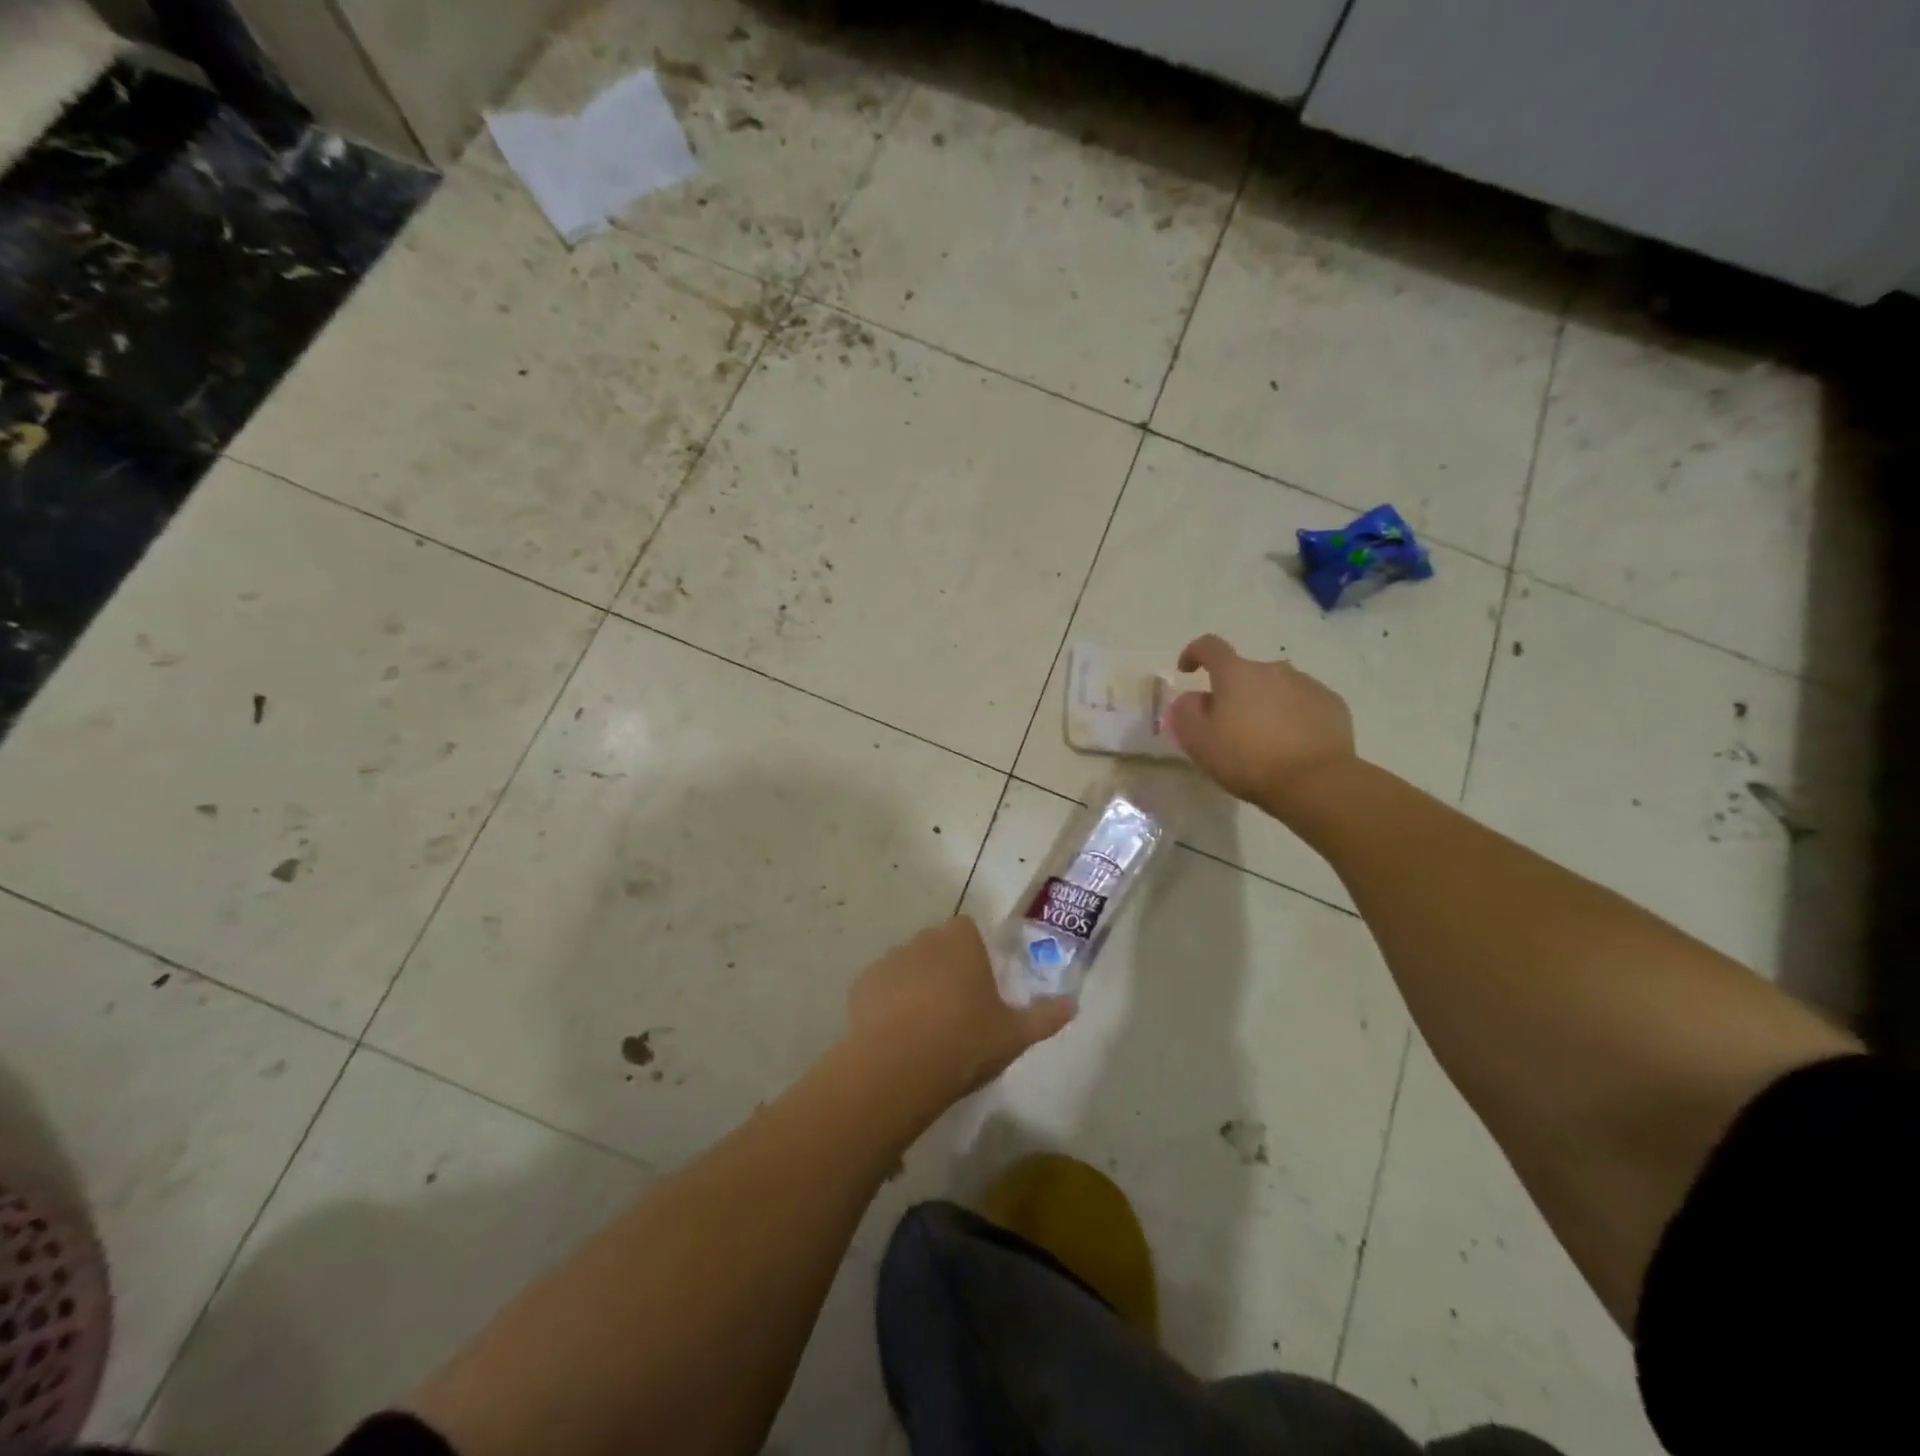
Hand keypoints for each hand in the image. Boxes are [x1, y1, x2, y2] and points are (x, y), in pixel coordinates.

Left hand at [847, 917, 1073, 1104]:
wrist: (900, 1067)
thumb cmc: (966, 1041)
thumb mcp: (1016, 1034)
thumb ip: (1046, 1016)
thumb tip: (1073, 1004)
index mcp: (960, 942)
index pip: (967, 930)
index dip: (973, 954)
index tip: (979, 986)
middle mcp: (923, 941)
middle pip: (936, 946)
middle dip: (945, 968)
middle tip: (956, 1010)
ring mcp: (889, 961)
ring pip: (907, 966)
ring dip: (915, 985)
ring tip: (925, 1028)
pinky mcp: (862, 985)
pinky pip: (881, 988)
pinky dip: (888, 1003)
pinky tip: (897, 1036)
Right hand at [1165, 634, 1356, 810]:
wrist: (1316, 782)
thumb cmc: (1247, 759)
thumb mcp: (1199, 742)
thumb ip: (1185, 713)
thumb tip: (1192, 698)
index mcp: (1236, 674)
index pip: (1210, 647)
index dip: (1194, 653)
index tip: (1188, 670)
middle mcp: (1273, 669)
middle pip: (1245, 673)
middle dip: (1233, 692)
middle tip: (1228, 726)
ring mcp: (1307, 684)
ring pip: (1276, 687)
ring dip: (1264, 703)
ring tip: (1264, 739)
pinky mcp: (1332, 704)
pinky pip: (1303, 702)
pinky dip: (1292, 715)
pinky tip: (1292, 744)